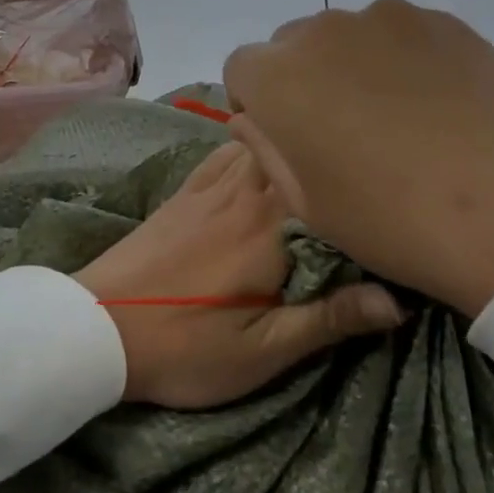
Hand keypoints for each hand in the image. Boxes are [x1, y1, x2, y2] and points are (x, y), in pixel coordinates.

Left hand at [77, 142, 404, 409]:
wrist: (95, 327)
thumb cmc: (185, 345)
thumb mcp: (263, 350)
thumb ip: (329, 319)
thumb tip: (398, 301)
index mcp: (270, 225)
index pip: (329, 185)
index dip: (361, 186)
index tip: (387, 197)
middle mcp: (243, 190)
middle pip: (294, 151)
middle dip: (328, 157)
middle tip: (361, 174)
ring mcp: (208, 185)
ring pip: (260, 142)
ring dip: (289, 148)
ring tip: (317, 164)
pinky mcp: (182, 192)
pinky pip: (223, 151)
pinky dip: (248, 146)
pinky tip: (258, 161)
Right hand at [223, 0, 493, 316]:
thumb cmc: (392, 221)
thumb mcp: (308, 204)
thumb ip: (265, 150)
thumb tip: (249, 118)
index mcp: (277, 77)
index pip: (241, 68)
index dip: (256, 102)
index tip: (286, 137)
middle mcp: (322, 31)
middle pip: (291, 45)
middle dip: (301, 79)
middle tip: (341, 128)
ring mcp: (387, 18)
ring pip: (346, 35)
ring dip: (350, 64)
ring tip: (394, 113)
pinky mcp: (442, 20)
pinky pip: (399, 33)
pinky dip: (400, 58)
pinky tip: (436, 102)